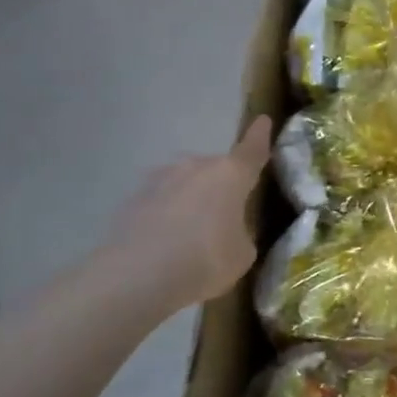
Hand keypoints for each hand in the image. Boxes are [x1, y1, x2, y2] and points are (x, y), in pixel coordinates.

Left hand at [82, 117, 272, 312]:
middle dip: (221, 187)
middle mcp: (196, 166)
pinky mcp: (133, 199)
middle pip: (216, 170)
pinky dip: (166, 216)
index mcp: (231, 174)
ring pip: (185, 184)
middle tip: (223, 217)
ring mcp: (160, 179)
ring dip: (191, 200)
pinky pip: (160, 202)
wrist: (137, 276)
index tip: (262, 120)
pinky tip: (164, 244)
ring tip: (190, 234)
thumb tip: (229, 229)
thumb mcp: (242, 253)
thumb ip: (240, 232)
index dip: (260, 136)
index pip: (252, 149)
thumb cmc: (205, 260)